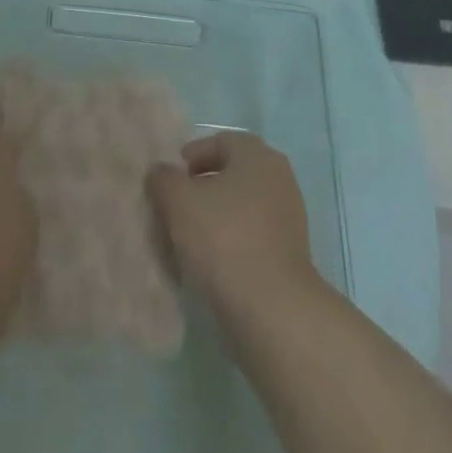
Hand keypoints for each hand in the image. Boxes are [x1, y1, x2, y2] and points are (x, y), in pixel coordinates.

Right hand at [147, 131, 318, 320]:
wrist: (272, 310)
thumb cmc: (224, 239)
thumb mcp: (179, 201)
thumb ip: (164, 179)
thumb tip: (161, 172)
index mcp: (257, 154)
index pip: (219, 142)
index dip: (191, 157)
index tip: (170, 181)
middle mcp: (278, 177)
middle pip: (232, 174)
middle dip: (203, 187)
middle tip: (176, 208)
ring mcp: (289, 217)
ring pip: (243, 207)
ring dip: (217, 217)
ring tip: (189, 239)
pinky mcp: (290, 254)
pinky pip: (253, 236)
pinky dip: (232, 243)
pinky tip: (212, 263)